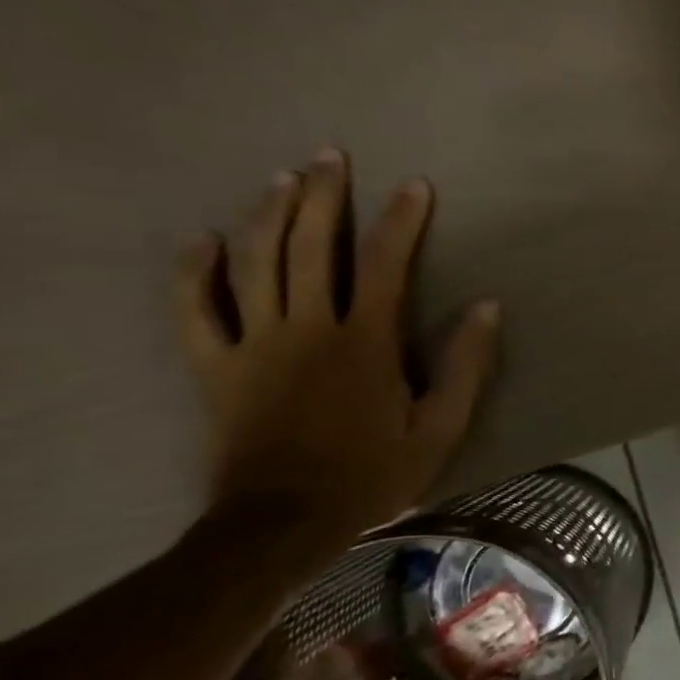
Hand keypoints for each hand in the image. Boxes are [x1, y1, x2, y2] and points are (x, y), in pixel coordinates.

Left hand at [174, 149, 499, 543]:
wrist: (283, 523)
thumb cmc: (373, 473)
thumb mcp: (441, 427)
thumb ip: (466, 365)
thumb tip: (487, 307)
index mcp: (365, 342)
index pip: (384, 264)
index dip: (401, 220)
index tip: (415, 185)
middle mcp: (307, 329)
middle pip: (308, 247)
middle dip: (321, 196)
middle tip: (329, 156)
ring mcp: (254, 345)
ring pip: (252, 264)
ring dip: (266, 215)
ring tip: (281, 178)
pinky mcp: (214, 367)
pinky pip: (194, 311)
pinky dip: (192, 272)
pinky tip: (200, 241)